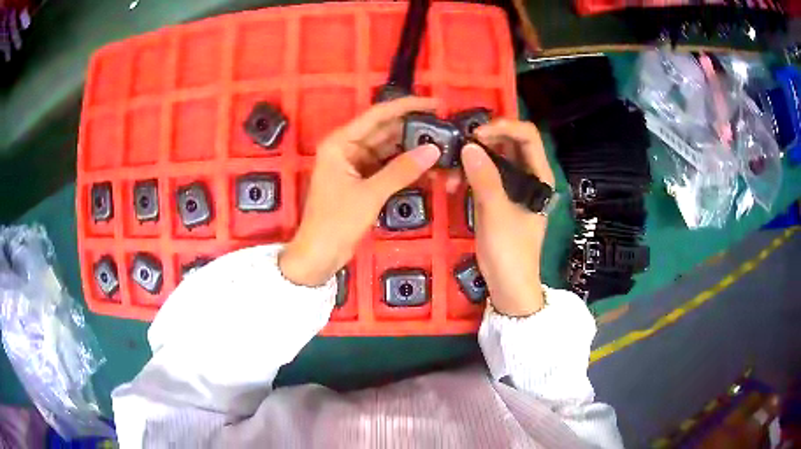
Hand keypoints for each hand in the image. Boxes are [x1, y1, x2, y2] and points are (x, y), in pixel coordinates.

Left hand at [279, 97, 440, 285]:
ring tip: (443, 148)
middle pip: (386, 131)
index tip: (434, 104)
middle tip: (445, 129)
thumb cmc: (335, 222)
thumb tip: (433, 150)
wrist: (319, 255)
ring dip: (413, 151)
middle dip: (414, 130)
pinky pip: (389, 168)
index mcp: (341, 142)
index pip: (378, 115)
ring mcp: (356, 165)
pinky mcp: (364, 181)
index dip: (407, 106)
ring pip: (390, 150)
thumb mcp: (369, 194)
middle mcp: (348, 148)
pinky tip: (429, 169)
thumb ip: (402, 171)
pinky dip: (407, 169)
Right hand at [461, 119, 554, 316]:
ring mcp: (513, 187)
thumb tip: (468, 146)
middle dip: (483, 142)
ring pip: (493, 159)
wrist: (508, 286)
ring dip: (471, 160)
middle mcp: (529, 176)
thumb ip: (484, 178)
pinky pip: (484, 176)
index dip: (504, 127)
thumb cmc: (510, 251)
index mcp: (540, 176)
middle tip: (458, 146)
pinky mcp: (498, 198)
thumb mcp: (497, 213)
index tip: (476, 134)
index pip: (527, 136)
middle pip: (508, 143)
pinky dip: (468, 175)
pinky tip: (451, 184)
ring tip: (449, 170)